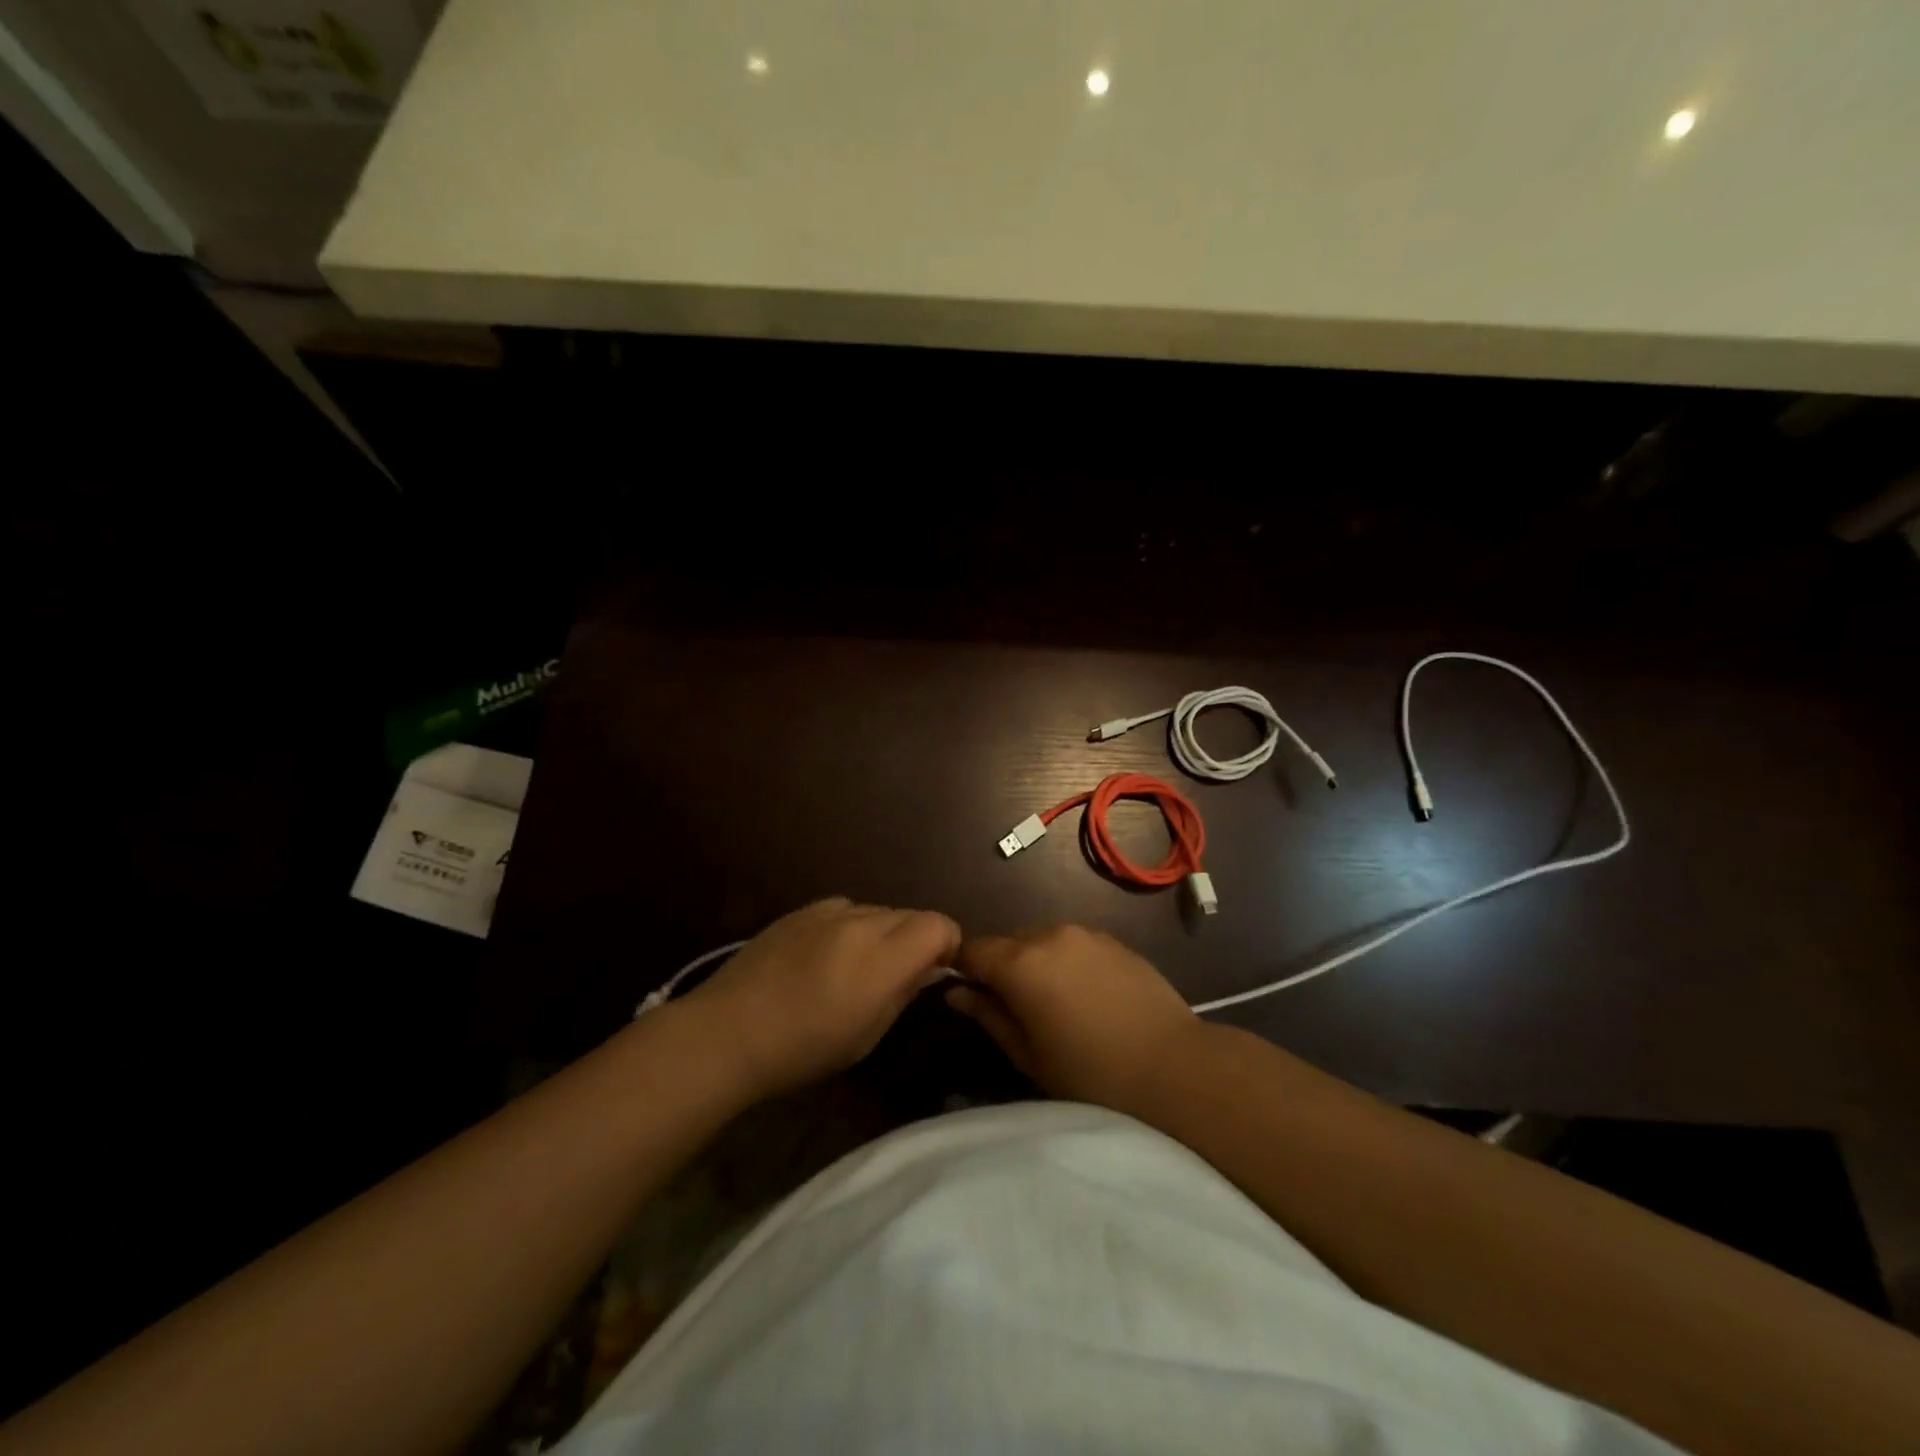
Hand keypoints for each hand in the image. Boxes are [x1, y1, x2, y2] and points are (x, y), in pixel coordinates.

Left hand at [680, 898, 960, 1098]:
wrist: (726, 1033)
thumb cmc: (802, 1050)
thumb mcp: (867, 1035)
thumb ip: (904, 991)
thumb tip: (927, 967)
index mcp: (882, 957)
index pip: (939, 924)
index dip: (946, 945)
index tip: (934, 972)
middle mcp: (860, 922)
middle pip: (910, 914)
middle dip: (915, 940)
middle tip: (895, 976)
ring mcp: (827, 911)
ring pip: (878, 910)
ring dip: (882, 933)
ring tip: (855, 967)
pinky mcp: (800, 910)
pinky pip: (844, 909)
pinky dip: (850, 926)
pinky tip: (825, 955)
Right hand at [947, 925, 1207, 1113]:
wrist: (1175, 1069)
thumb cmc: (1091, 1075)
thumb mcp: (1028, 1054)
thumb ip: (988, 1015)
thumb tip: (956, 992)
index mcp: (1021, 962)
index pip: (972, 949)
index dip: (962, 969)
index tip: (965, 995)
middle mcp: (1049, 934)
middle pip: (1007, 941)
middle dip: (999, 966)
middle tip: (1011, 1007)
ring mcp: (1085, 933)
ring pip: (1040, 939)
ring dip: (1033, 961)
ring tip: (1050, 1003)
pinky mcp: (1114, 940)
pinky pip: (1073, 943)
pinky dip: (1064, 960)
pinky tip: (1083, 995)